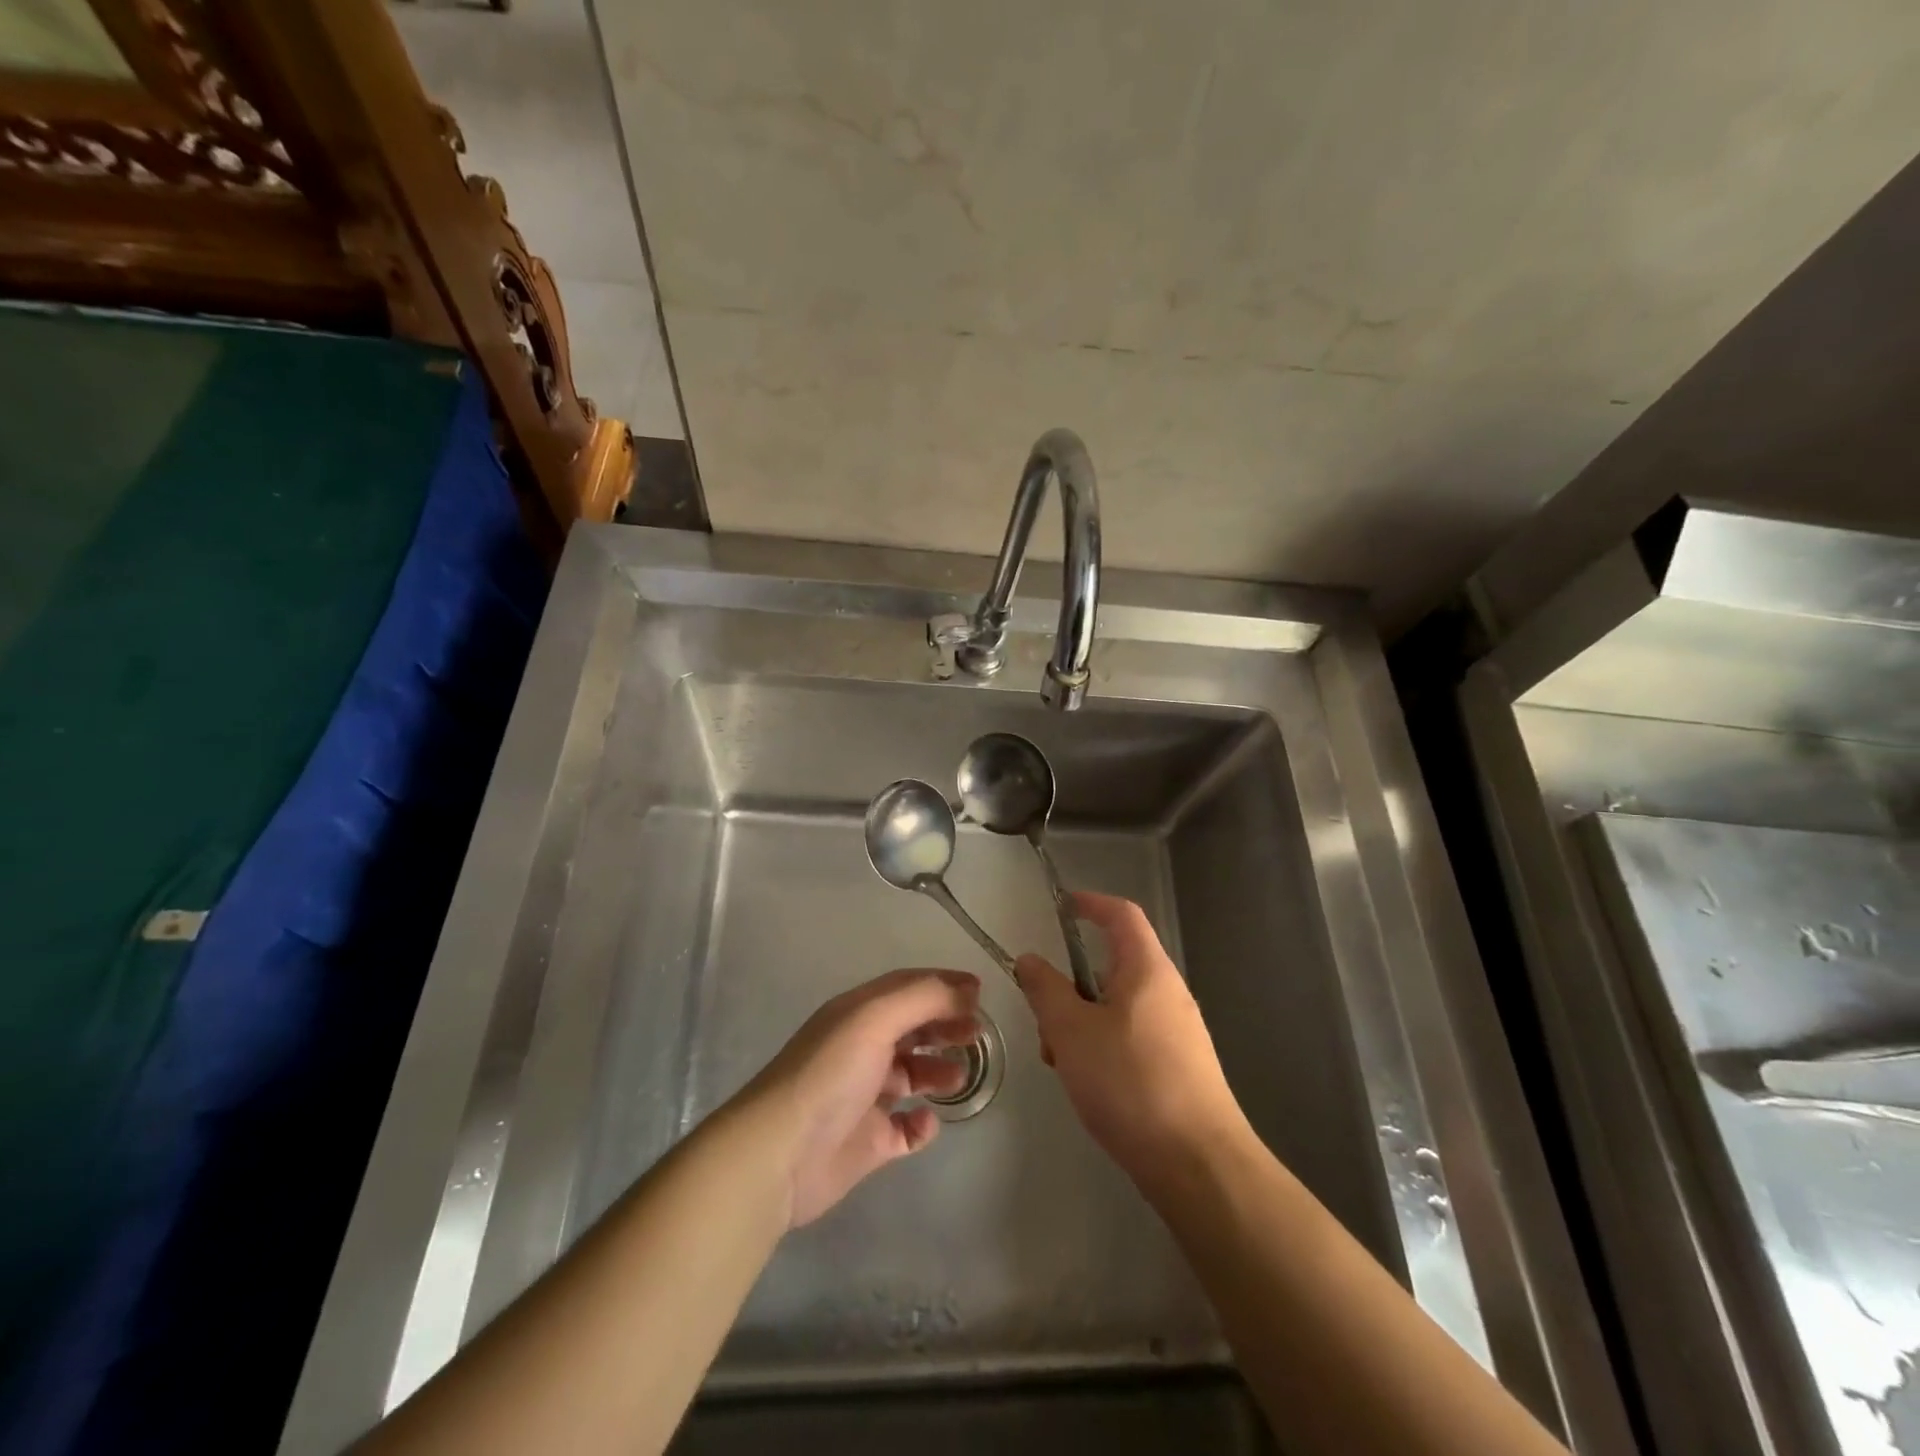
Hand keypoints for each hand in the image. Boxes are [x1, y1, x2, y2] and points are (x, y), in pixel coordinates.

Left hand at [740, 969, 979, 1227]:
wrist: (780, 1153)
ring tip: (962, 1076)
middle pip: (913, 1028)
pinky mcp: (868, 1142)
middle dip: (946, 1026)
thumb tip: (968, 991)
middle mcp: (861, 1048)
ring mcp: (864, 1097)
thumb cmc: (830, 1074)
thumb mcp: (875, 1019)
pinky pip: (905, 1128)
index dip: (943, 986)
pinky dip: (921, 1123)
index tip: (980, 992)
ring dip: (939, 1072)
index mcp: (858, 1013)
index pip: (907, 987)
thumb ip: (924, 998)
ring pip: (912, 1075)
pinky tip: (928, 1121)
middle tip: (978, 1034)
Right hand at [1016, 892, 1247, 1187]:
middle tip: (1047, 1024)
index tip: (1060, 907)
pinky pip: (1131, 1037)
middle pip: (1112, 967)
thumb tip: (1029, 959)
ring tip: (1064, 1065)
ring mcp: (1178, 1031)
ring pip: (1117, 1008)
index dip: (1091, 903)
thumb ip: (1045, 989)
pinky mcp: (1180, 1066)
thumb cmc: (1130, 1083)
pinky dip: (1102, 1048)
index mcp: (1148, 970)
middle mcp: (1168, 992)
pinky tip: (1091, 1087)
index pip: (1121, 914)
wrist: (1199, 1165)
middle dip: (1071, 988)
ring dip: (1081, 1025)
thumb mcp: (1072, 1031)